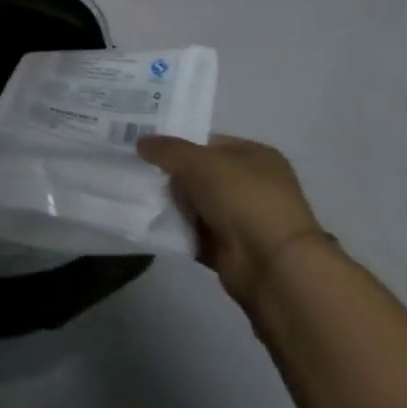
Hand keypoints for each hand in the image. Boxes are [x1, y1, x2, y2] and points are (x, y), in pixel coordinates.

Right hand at [136, 134, 326, 307]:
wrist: (272, 266)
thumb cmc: (241, 198)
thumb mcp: (198, 161)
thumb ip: (167, 149)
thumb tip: (141, 141)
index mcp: (255, 155)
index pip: (208, 143)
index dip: (178, 143)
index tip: (145, 148)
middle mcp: (253, 185)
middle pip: (200, 174)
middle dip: (170, 175)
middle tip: (135, 170)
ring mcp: (243, 219)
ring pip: (196, 205)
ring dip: (171, 204)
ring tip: (135, 195)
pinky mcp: (231, 250)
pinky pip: (195, 233)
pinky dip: (176, 230)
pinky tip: (149, 222)